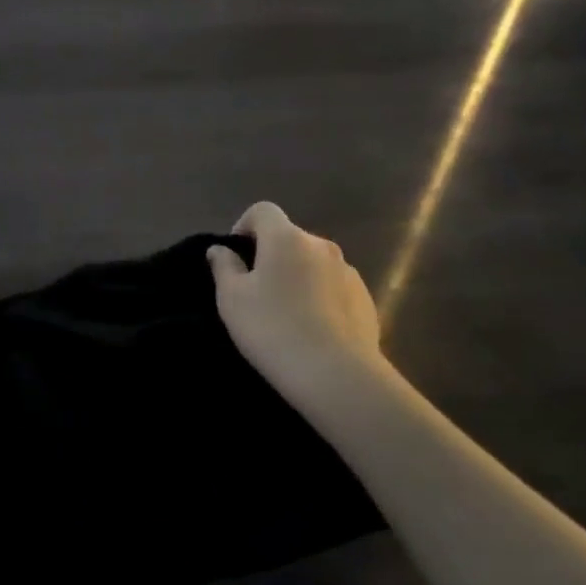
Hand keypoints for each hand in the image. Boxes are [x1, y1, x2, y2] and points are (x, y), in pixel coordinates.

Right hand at [206, 202, 388, 414]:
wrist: (336, 374)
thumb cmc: (272, 329)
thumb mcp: (232, 299)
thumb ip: (224, 267)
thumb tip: (220, 249)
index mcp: (286, 238)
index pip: (262, 210)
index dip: (244, 226)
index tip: (236, 258)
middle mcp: (321, 245)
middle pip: (289, 238)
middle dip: (271, 256)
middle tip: (257, 292)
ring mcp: (348, 271)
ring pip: (314, 264)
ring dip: (298, 277)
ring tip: (287, 314)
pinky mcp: (366, 298)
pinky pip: (334, 287)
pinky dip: (320, 297)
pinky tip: (313, 329)